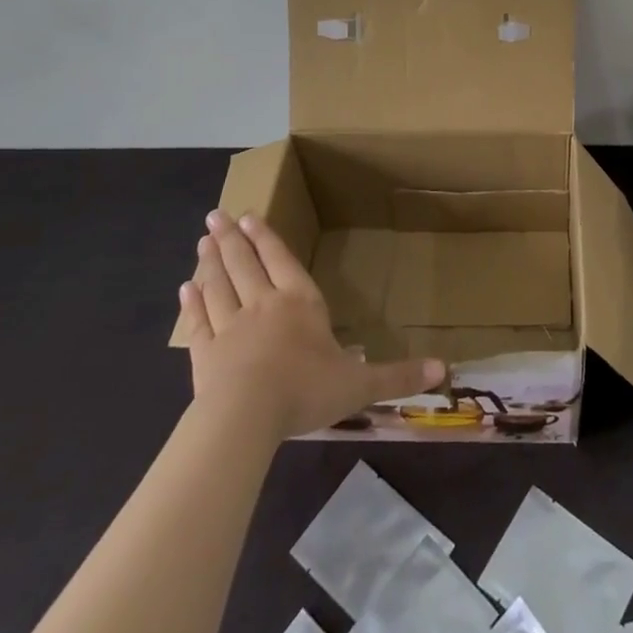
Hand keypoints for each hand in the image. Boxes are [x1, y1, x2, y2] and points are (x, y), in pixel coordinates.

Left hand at [178, 212, 444, 440]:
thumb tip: (445, 369)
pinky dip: (193, 303)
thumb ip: (398, 375)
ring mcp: (229, 328)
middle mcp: (263, 305)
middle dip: (233, 238)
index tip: (251, 215)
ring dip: (212, 261)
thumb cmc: (305, 391)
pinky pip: (199, 321)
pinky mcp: (205, 354)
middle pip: (245, 264)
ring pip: (220, 285)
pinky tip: (186, 288)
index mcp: (300, 303)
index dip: (268, 239)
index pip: (282, 261)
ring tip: (203, 240)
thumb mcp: (360, 385)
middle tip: (217, 214)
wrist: (245, 418)